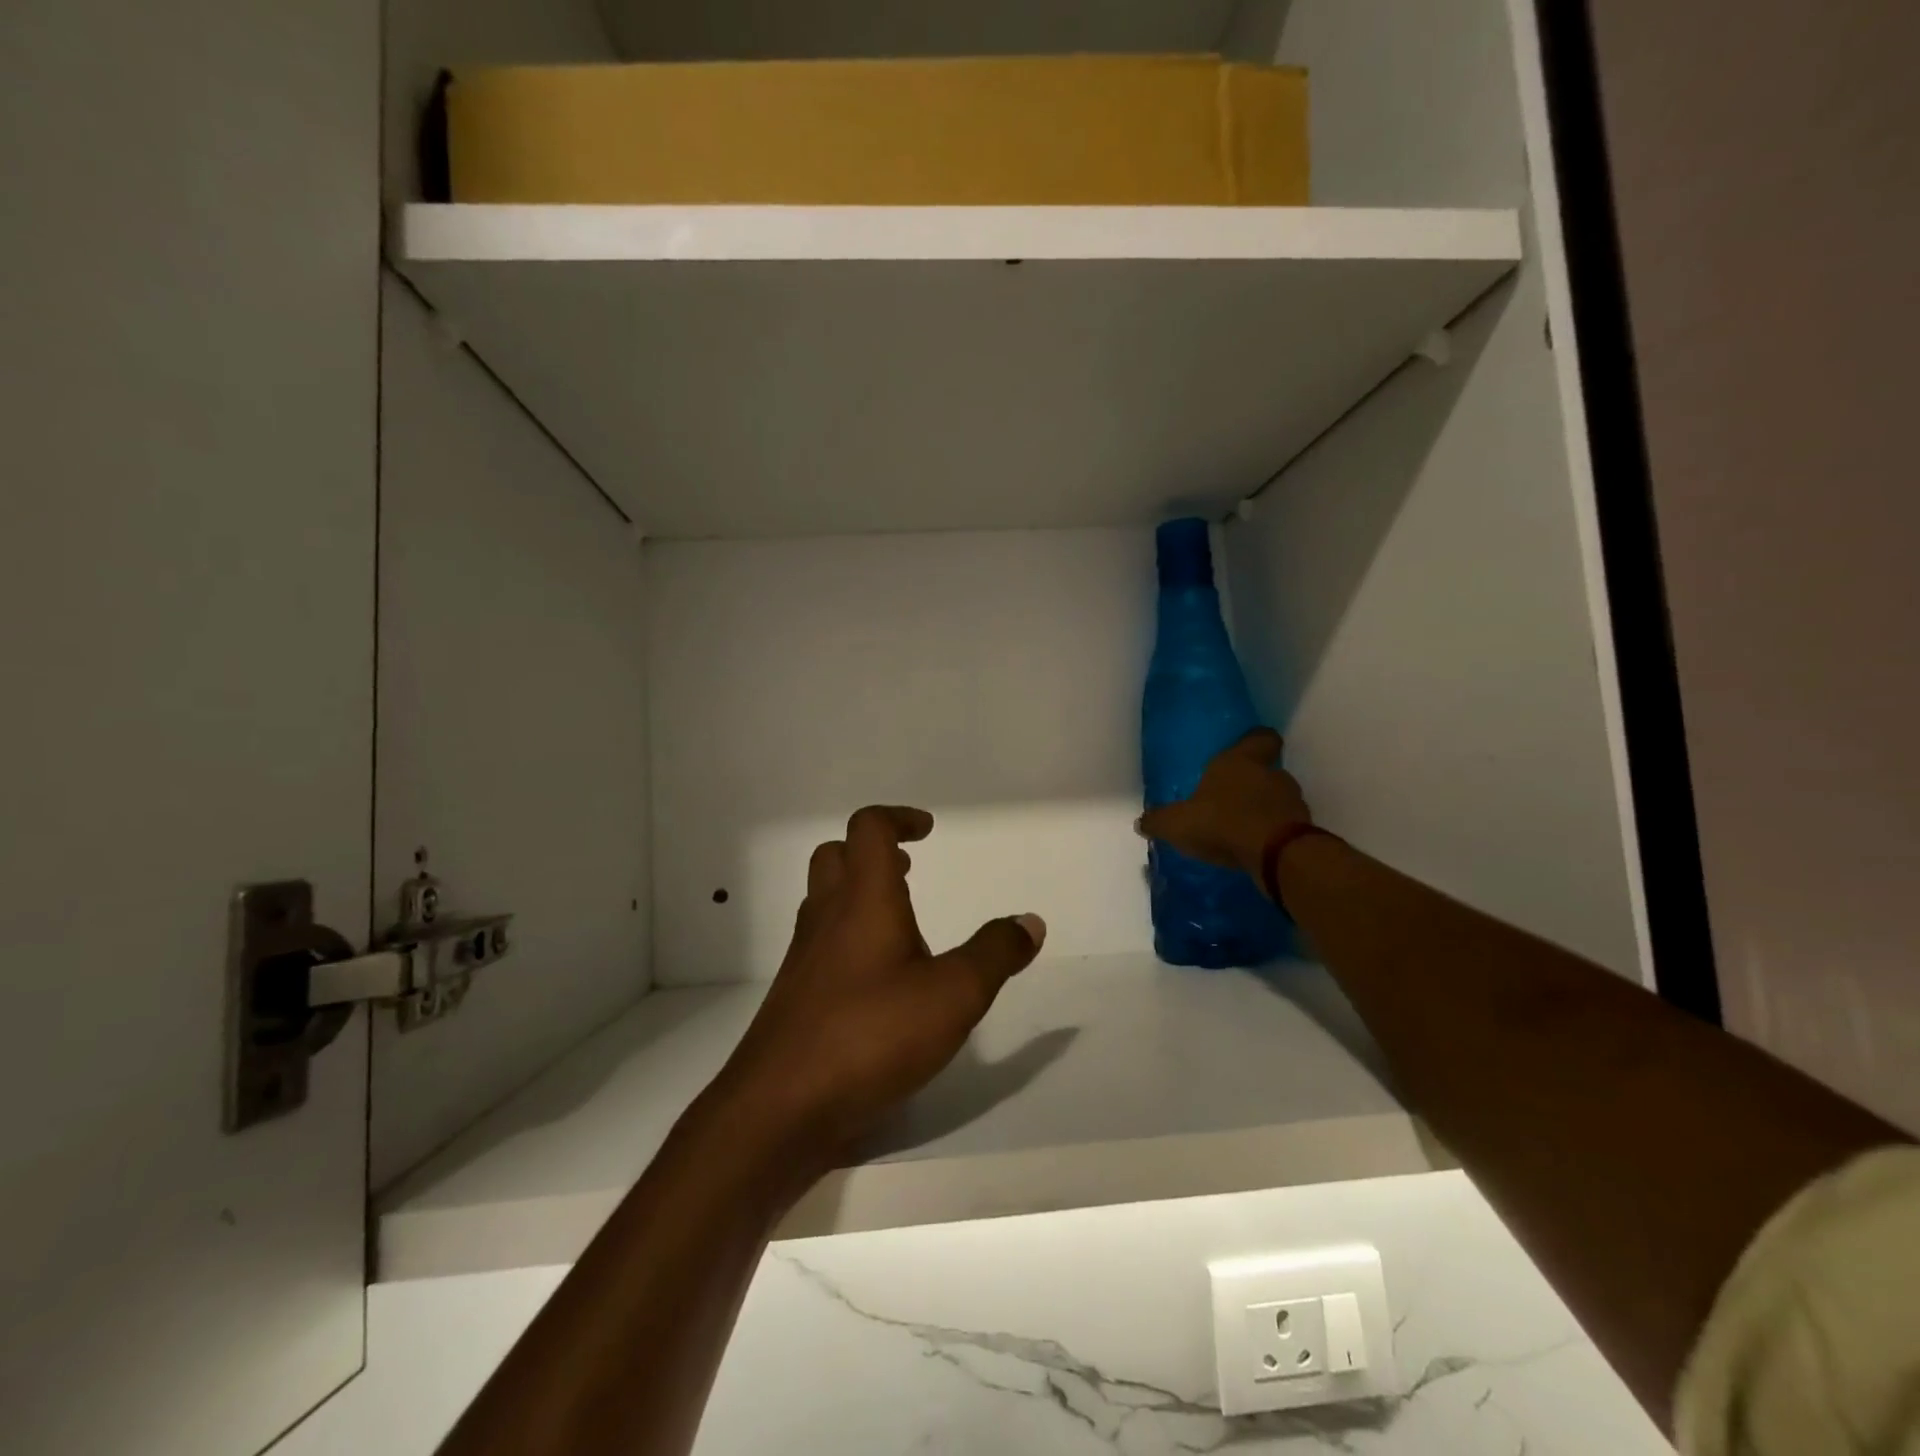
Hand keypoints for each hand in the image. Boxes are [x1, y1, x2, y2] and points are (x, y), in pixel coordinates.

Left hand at [709, 806, 1045, 1168]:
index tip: (927, 831)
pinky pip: (820, 944)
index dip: (898, 818)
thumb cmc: (871, 1035)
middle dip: (872, 851)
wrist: (779, 1109)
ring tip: (902, 922)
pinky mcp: (796, 996)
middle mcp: (826, 917)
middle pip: (836, 855)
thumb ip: (994, 954)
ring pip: (823, 900)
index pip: (868, 828)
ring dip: (859, 893)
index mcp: (863, 899)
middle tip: (909, 871)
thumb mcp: (953, 995)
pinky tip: (880, 980)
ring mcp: (805, 958)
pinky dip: (849, 937)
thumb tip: (1029, 921)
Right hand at [1136, 730, 1312, 878]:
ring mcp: (1292, 802)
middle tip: (1230, 798)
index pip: (1259, 738)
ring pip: (1277, 799)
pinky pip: (1284, 825)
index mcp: (1240, 761)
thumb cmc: (1222, 821)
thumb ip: (1159, 821)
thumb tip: (1141, 822)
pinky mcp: (1302, 829)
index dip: (1254, 742)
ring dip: (1262, 810)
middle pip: (1266, 771)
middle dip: (1251, 783)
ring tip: (1241, 828)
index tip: (1246, 748)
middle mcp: (1271, 775)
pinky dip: (1272, 833)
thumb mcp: (1177, 823)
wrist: (1275, 855)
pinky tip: (1254, 848)